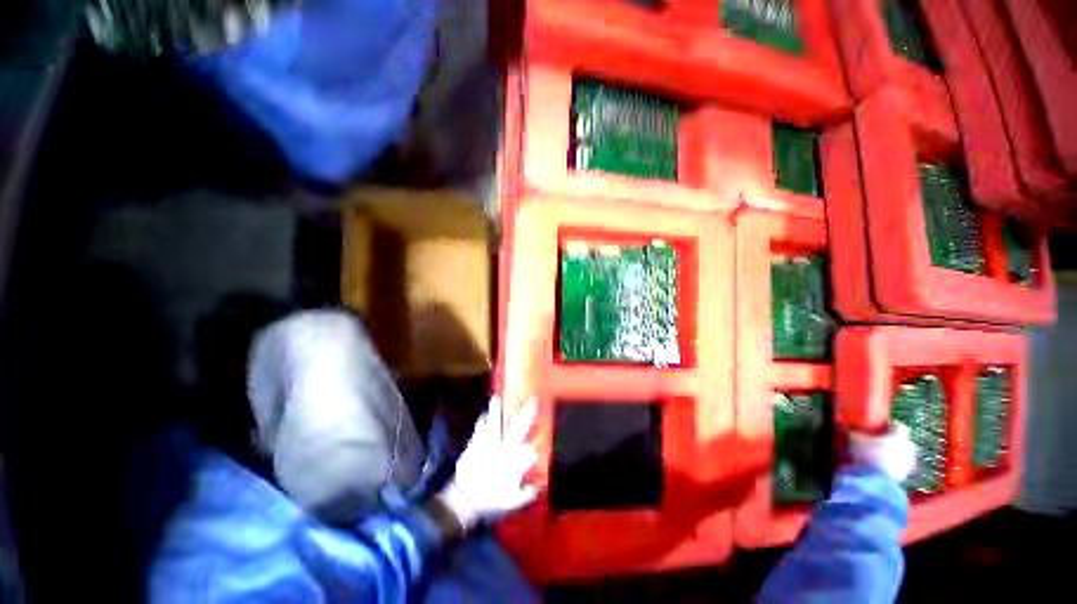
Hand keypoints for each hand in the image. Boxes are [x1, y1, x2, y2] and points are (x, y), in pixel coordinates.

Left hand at [436, 396, 539, 532]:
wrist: (463, 501)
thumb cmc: (490, 502)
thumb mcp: (512, 503)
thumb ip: (528, 493)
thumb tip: (541, 483)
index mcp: (513, 463)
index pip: (530, 448)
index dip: (537, 438)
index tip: (543, 430)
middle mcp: (503, 450)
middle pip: (518, 429)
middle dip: (527, 414)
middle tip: (532, 400)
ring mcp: (488, 445)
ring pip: (495, 423)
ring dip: (497, 410)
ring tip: (498, 397)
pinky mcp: (475, 445)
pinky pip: (479, 429)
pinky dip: (482, 421)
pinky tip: (483, 414)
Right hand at [848, 422, 916, 483]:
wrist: (873, 481)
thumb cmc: (866, 455)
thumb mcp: (853, 439)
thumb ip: (851, 430)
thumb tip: (842, 421)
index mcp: (899, 438)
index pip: (900, 427)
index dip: (892, 425)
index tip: (883, 425)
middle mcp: (907, 450)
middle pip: (905, 443)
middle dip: (895, 442)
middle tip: (881, 440)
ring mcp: (906, 466)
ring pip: (903, 457)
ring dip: (893, 455)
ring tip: (878, 455)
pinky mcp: (902, 478)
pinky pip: (897, 468)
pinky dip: (890, 466)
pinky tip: (878, 466)